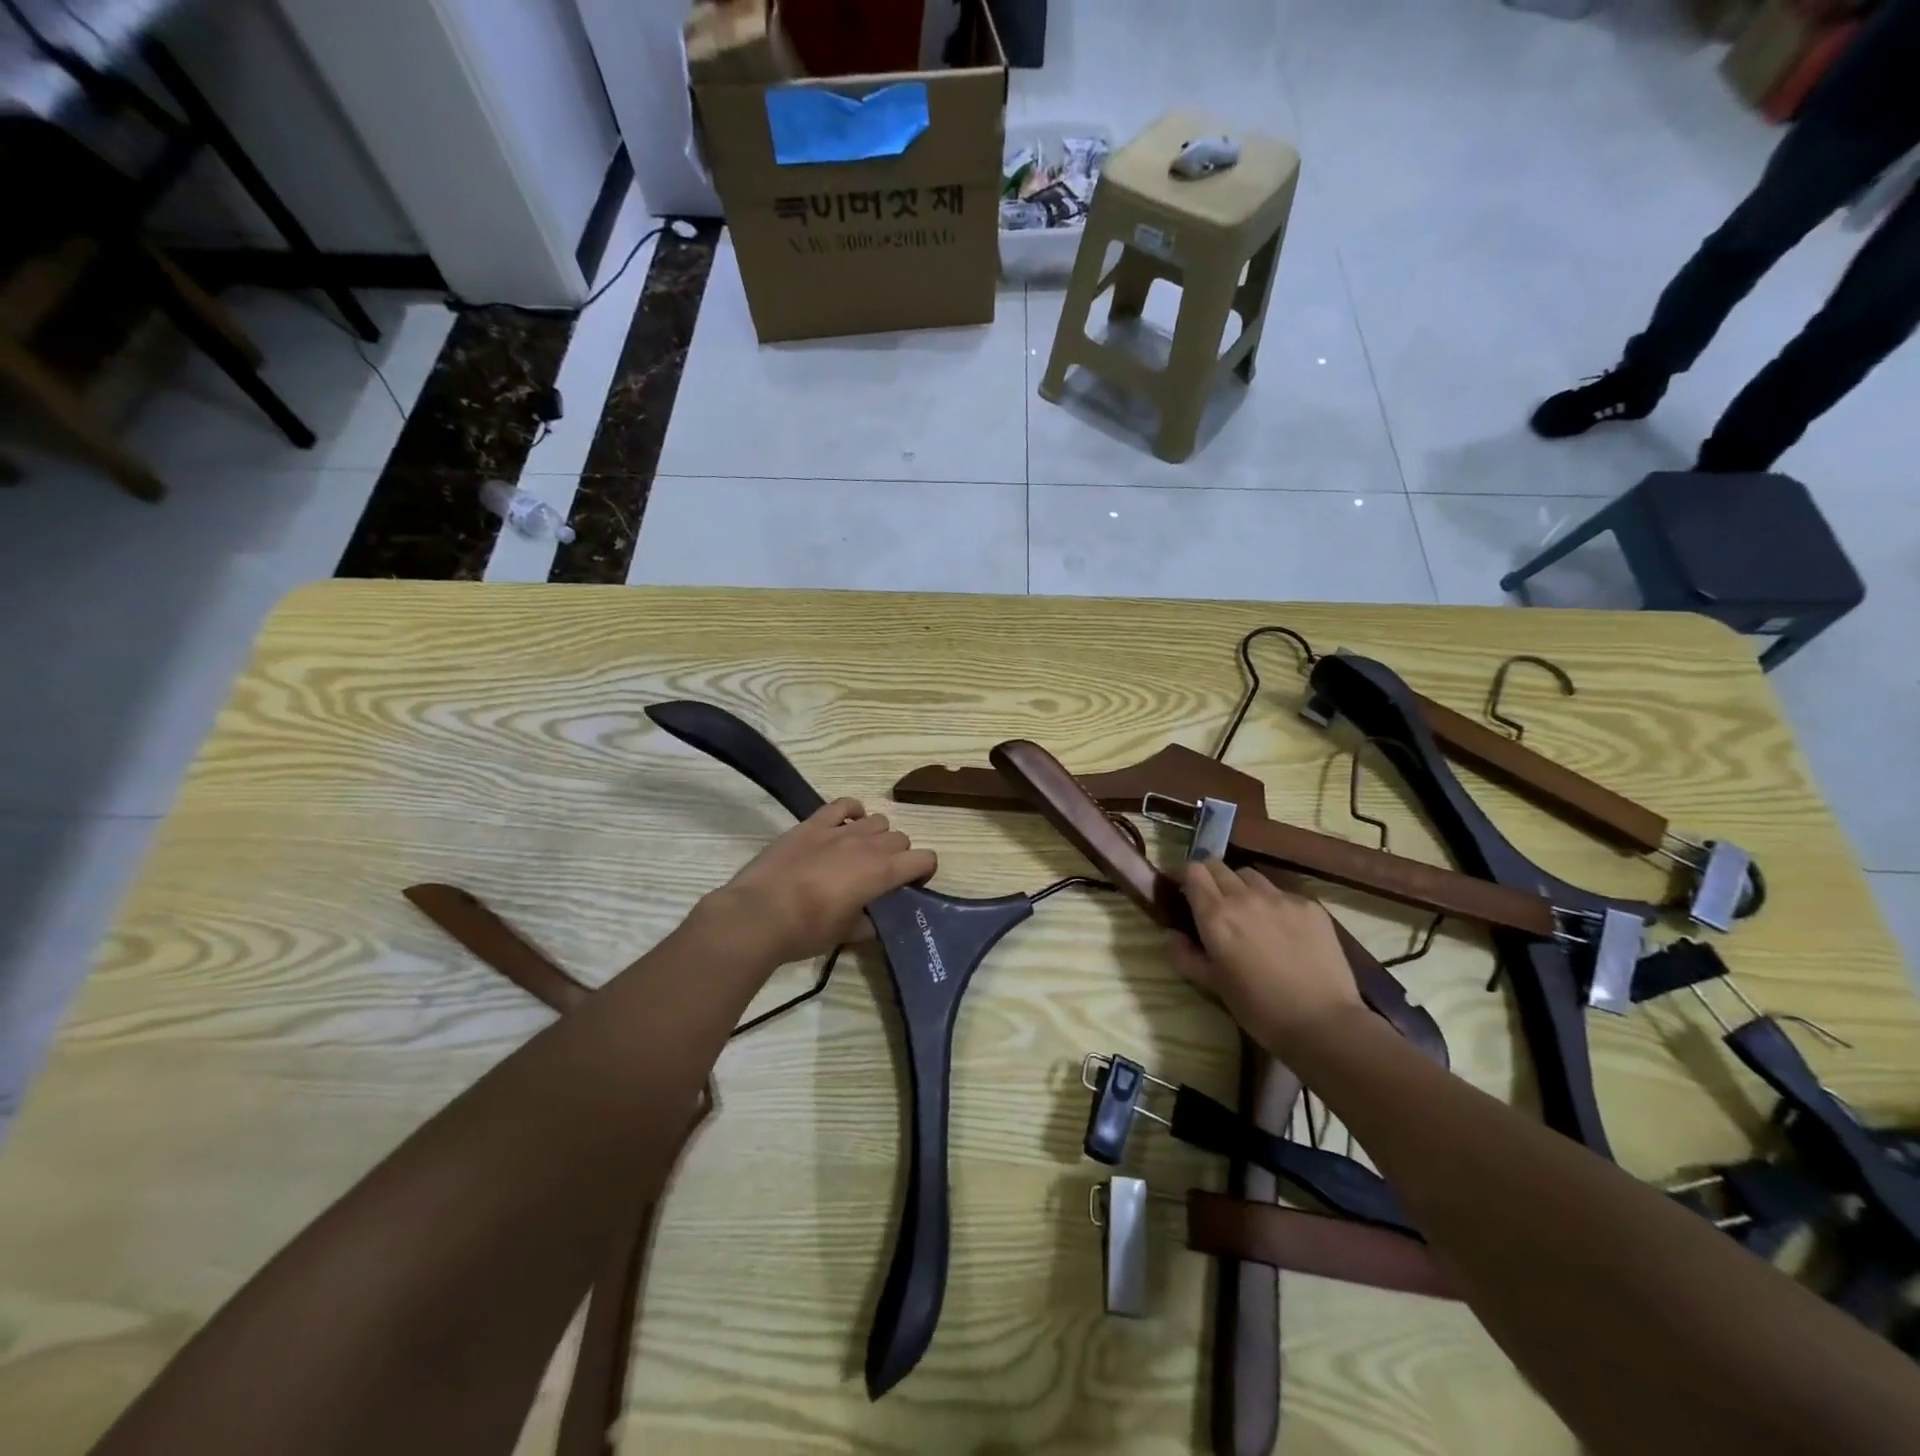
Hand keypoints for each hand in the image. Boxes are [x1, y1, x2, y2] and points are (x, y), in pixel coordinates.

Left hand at [705, 798, 936, 965]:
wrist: (758, 915)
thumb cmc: (806, 931)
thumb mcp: (845, 935)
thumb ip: (867, 923)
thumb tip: (873, 920)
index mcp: (882, 873)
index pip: (924, 859)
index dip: (924, 871)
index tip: (912, 885)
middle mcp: (868, 844)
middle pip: (901, 838)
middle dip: (899, 855)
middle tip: (883, 875)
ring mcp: (839, 830)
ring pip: (877, 819)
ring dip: (877, 835)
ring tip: (861, 852)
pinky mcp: (813, 824)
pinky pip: (843, 805)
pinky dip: (851, 811)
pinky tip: (846, 824)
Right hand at [1167, 860, 1363, 1047]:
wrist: (1323, 1023)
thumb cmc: (1259, 1009)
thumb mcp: (1213, 985)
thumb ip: (1185, 955)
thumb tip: (1171, 934)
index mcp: (1216, 915)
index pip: (1192, 870)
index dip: (1183, 875)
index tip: (1180, 888)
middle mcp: (1245, 896)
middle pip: (1218, 865)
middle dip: (1208, 877)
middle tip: (1210, 900)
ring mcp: (1280, 897)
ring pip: (1250, 875)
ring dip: (1240, 886)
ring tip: (1247, 910)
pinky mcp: (1309, 905)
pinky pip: (1281, 892)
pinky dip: (1272, 901)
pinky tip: (1281, 927)